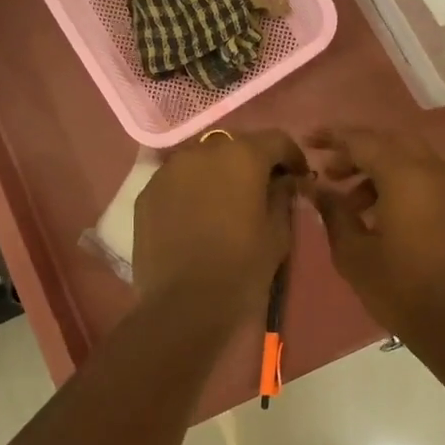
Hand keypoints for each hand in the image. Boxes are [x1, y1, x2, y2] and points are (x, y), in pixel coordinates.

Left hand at [132, 129, 306, 315]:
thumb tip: (283, 182)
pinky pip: (177, 180)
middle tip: (261, 188)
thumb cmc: (241, 268)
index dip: (291, 155)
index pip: (275, 139)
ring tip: (225, 202)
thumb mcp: (277, 234)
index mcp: (242, 156)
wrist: (182, 304)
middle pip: (235, 145)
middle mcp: (203, 151)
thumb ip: (283, 197)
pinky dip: (191, 189)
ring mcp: (170, 169)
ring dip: (218, 172)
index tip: (297, 176)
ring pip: (202, 160)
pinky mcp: (147, 192)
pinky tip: (196, 216)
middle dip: (252, 161)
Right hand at [305, 127, 444, 347]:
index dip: (333, 137)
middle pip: (390, 142)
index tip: (308, 140)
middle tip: (330, 171)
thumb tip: (315, 187)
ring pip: (411, 158)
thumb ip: (333, 211)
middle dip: (357, 151)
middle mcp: (436, 170)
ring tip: (352, 203)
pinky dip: (402, 182)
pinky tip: (382, 213)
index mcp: (406, 175)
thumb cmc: (400, 288)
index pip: (363, 141)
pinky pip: (428, 177)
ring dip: (379, 169)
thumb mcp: (353, 252)